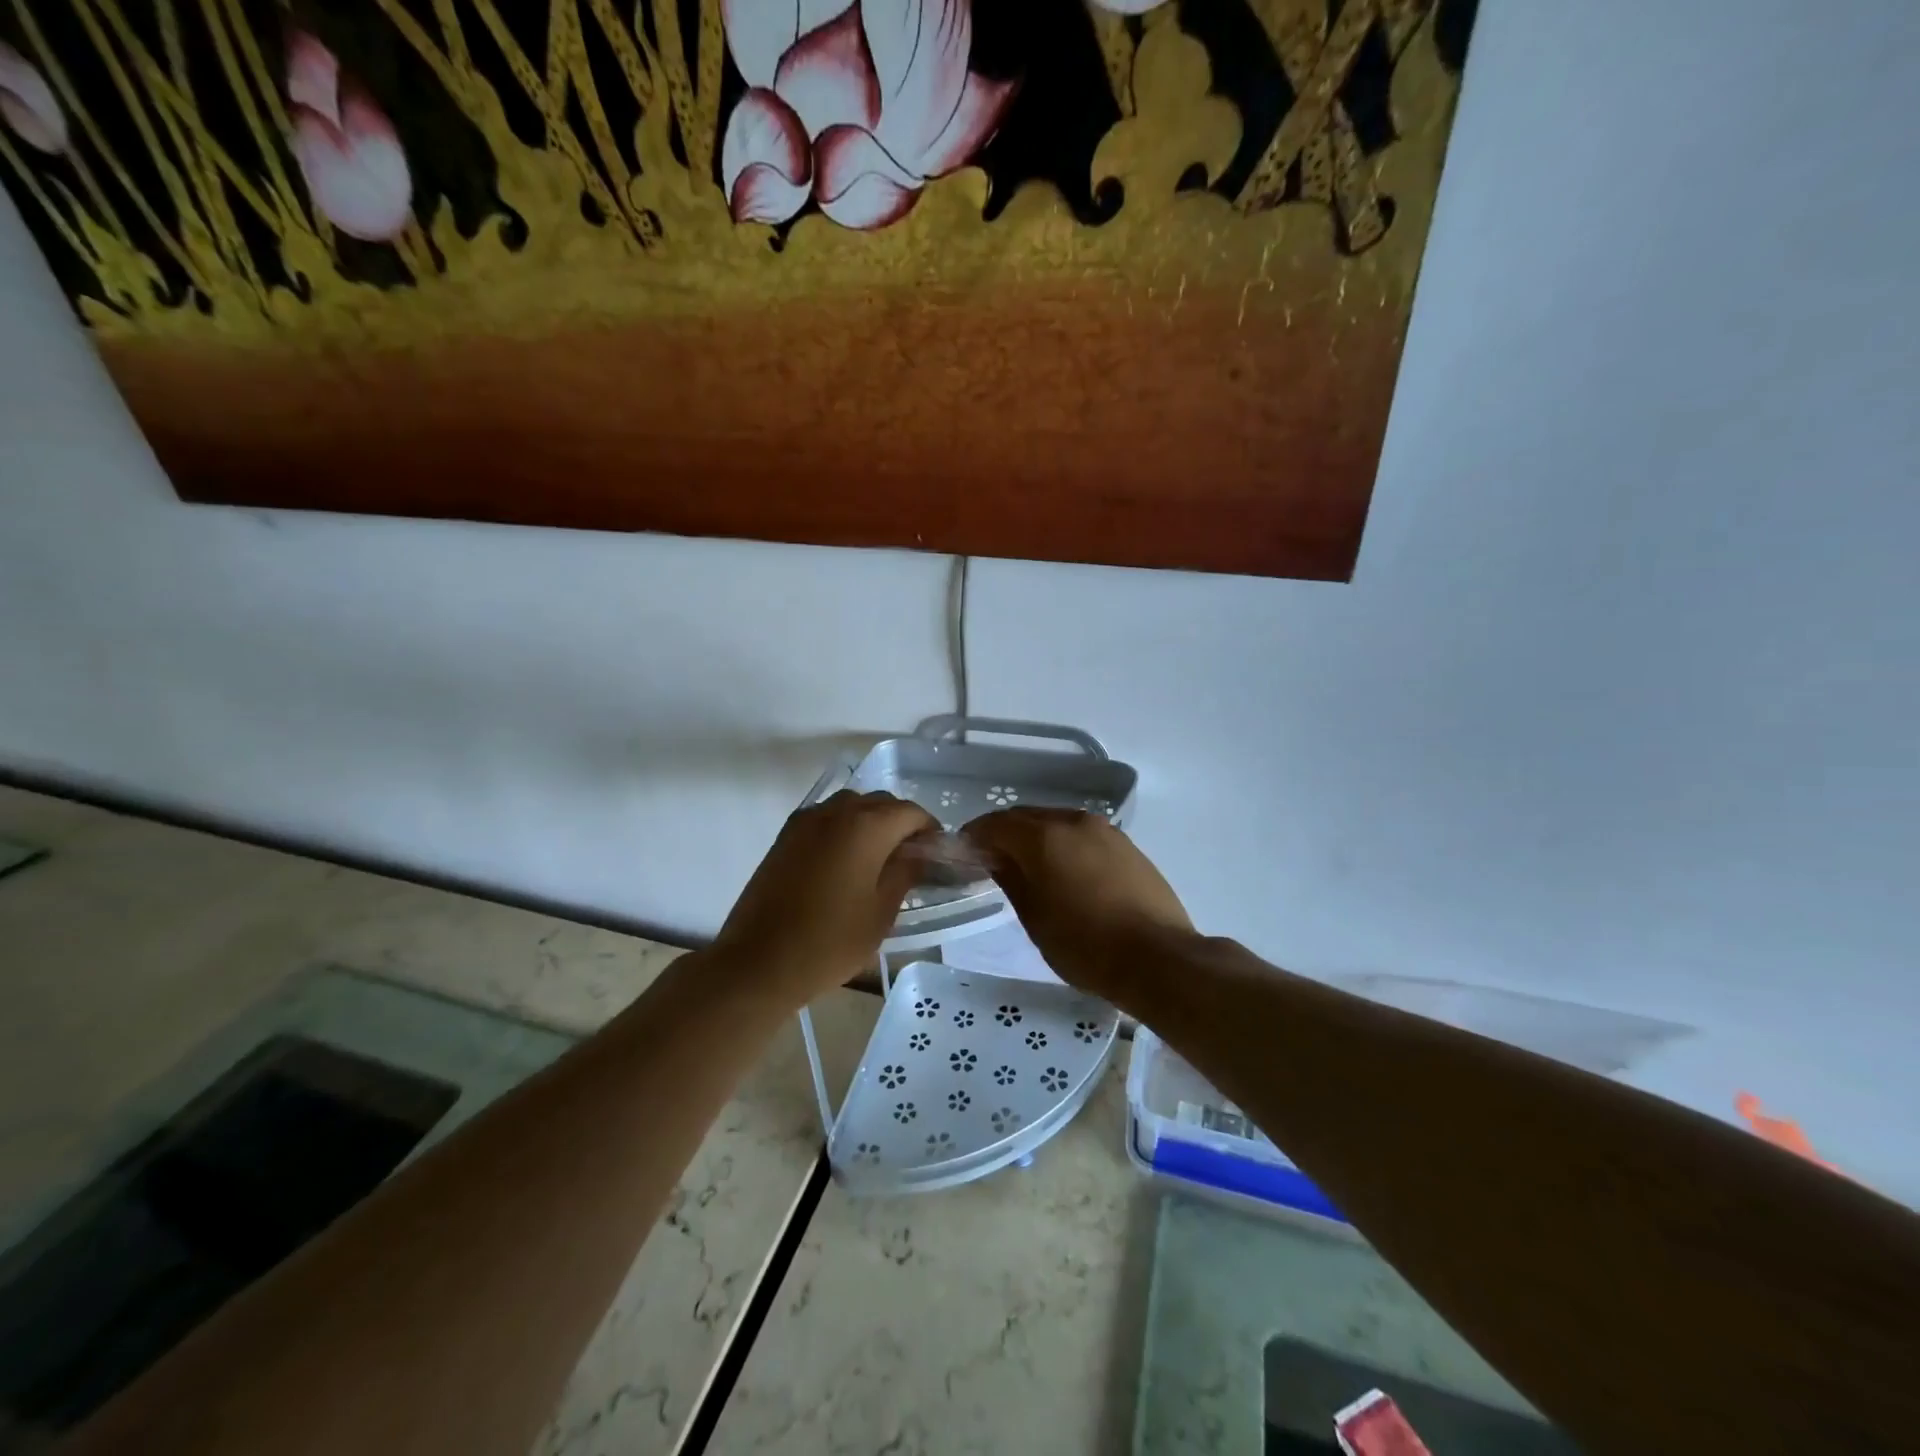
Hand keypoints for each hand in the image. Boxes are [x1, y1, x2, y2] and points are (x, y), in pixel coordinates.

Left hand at [713, 790, 938, 1004]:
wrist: (759, 961)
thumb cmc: (830, 941)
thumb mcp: (881, 913)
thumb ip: (904, 874)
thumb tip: (919, 855)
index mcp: (866, 826)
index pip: (910, 812)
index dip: (929, 829)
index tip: (937, 853)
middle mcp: (836, 812)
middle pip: (880, 802)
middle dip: (901, 822)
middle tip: (911, 856)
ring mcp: (806, 821)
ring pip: (850, 805)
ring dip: (871, 820)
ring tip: (878, 857)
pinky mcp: (785, 836)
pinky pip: (825, 818)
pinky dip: (843, 828)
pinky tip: (846, 860)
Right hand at [964, 809, 1193, 996]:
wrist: (1158, 959)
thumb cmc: (1085, 944)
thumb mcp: (1035, 918)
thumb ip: (1011, 880)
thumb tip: (996, 858)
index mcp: (1044, 836)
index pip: (996, 824)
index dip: (975, 835)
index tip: (963, 853)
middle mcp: (1073, 822)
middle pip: (1027, 817)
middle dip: (1005, 833)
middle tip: (991, 860)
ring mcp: (1105, 831)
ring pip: (1057, 823)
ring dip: (1036, 837)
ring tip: (1028, 867)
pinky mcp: (1127, 846)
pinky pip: (1083, 836)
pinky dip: (1064, 845)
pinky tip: (1065, 872)